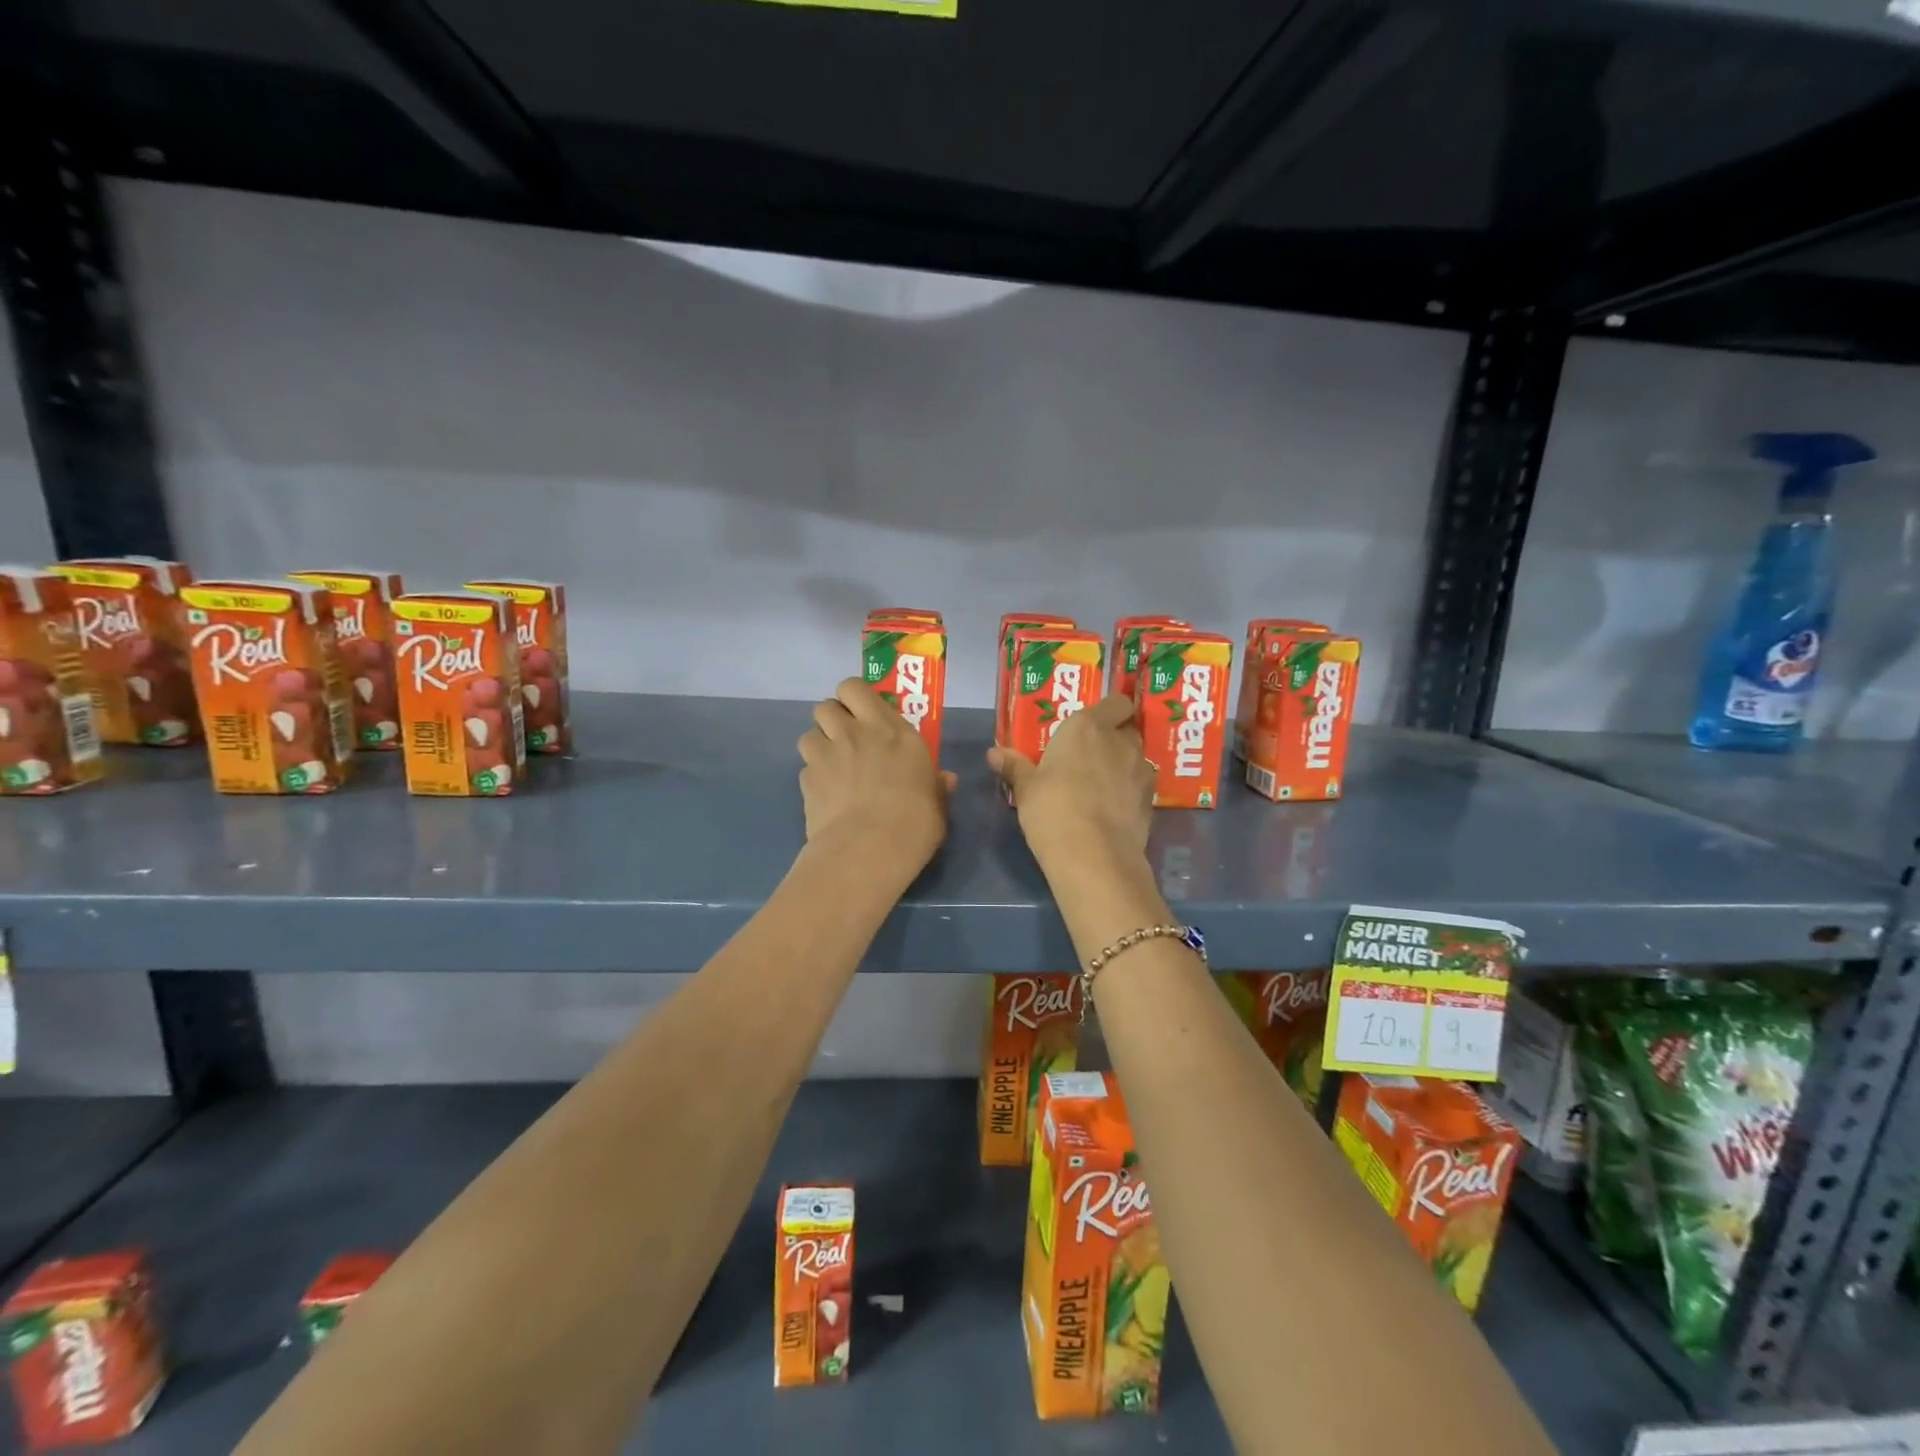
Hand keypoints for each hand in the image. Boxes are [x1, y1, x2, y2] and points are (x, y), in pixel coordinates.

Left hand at [798, 678, 955, 874]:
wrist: (868, 851)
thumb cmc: (914, 824)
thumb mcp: (937, 804)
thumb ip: (937, 786)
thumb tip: (946, 779)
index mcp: (892, 730)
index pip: (857, 688)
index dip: (856, 698)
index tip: (866, 715)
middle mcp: (855, 733)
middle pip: (826, 704)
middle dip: (833, 717)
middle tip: (847, 738)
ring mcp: (826, 754)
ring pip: (809, 733)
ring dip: (819, 744)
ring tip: (832, 766)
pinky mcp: (807, 780)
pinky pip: (805, 767)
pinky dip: (814, 777)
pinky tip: (826, 796)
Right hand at [988, 691, 1153, 874]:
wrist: (1093, 857)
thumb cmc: (1053, 809)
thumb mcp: (1026, 789)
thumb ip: (1014, 766)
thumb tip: (993, 753)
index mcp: (1088, 727)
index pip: (1116, 702)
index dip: (1110, 711)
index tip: (1093, 724)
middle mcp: (1120, 742)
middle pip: (1126, 729)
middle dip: (1113, 738)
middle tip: (1089, 755)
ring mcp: (1140, 771)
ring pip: (1136, 758)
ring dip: (1123, 765)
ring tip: (1100, 785)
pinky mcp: (1150, 801)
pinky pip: (1140, 786)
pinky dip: (1129, 792)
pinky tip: (1112, 809)